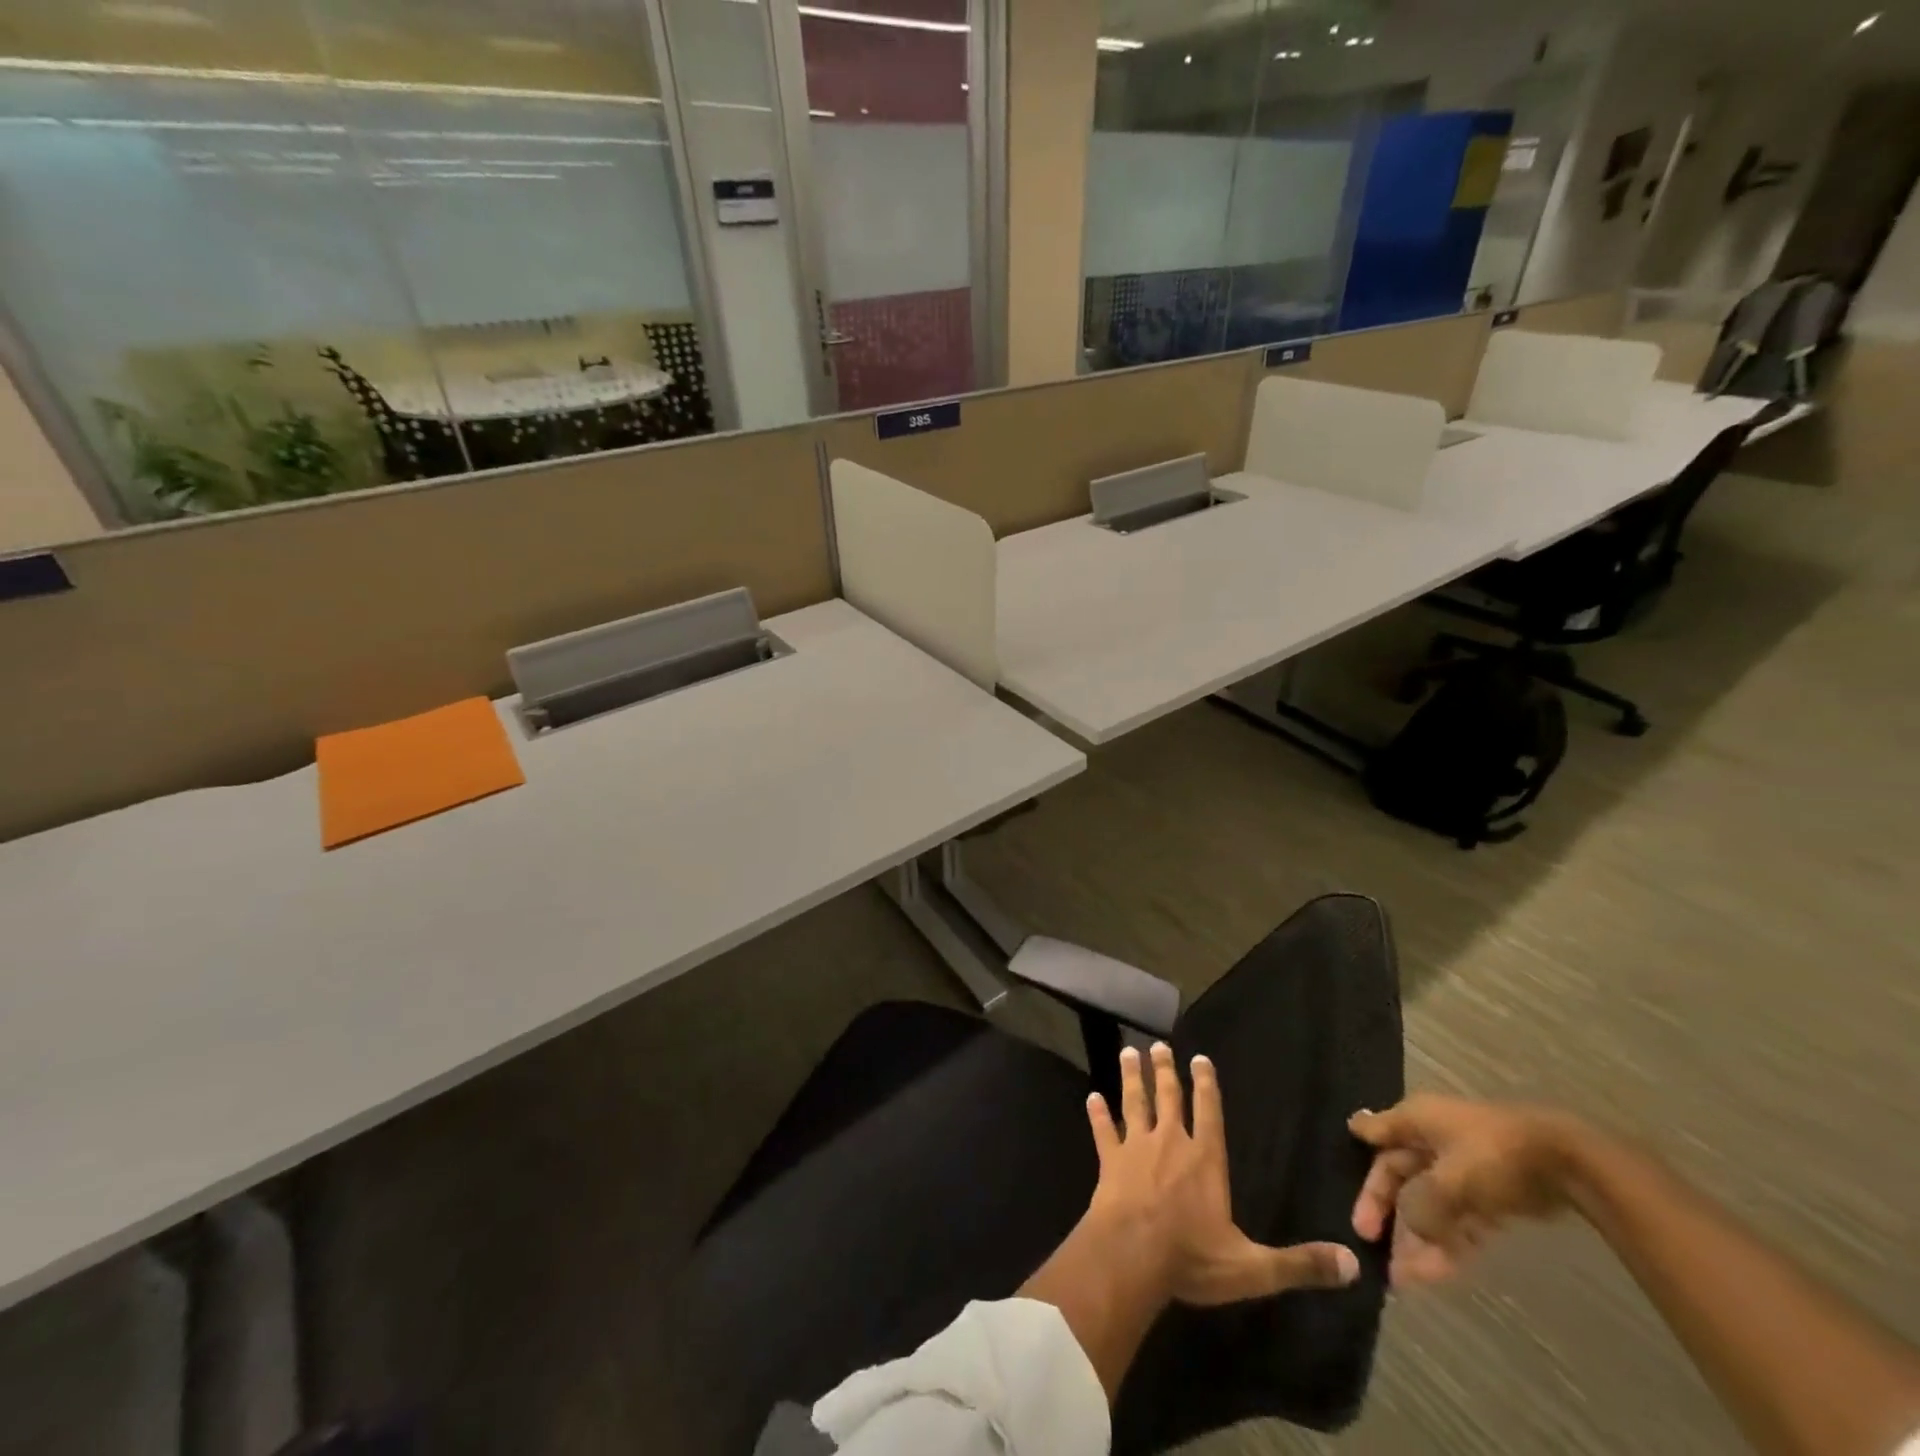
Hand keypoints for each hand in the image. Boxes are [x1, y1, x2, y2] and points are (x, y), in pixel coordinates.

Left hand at [1086, 1042, 1358, 1305]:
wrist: (1132, 1256)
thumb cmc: (1192, 1258)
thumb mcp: (1253, 1268)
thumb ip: (1300, 1264)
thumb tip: (1353, 1264)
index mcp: (1205, 1160)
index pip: (1209, 1113)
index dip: (1206, 1085)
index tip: (1199, 1058)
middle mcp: (1170, 1143)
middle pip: (1169, 1098)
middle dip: (1165, 1071)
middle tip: (1158, 1045)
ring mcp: (1136, 1149)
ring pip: (1135, 1103)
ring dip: (1133, 1079)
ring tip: (1128, 1053)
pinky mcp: (1109, 1162)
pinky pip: (1103, 1132)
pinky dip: (1098, 1114)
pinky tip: (1091, 1097)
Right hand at [1348, 1094, 1582, 1285]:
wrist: (1566, 1160)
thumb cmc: (1493, 1157)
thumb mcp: (1450, 1180)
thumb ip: (1421, 1205)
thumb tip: (1410, 1225)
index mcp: (1415, 1120)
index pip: (1377, 1144)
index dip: (1364, 1174)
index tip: (1351, 1199)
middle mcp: (1432, 1139)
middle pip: (1400, 1178)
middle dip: (1388, 1216)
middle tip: (1371, 1247)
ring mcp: (1462, 1166)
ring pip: (1430, 1204)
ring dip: (1417, 1239)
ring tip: (1405, 1278)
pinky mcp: (1489, 1192)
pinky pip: (1459, 1219)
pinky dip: (1448, 1243)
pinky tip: (1437, 1272)